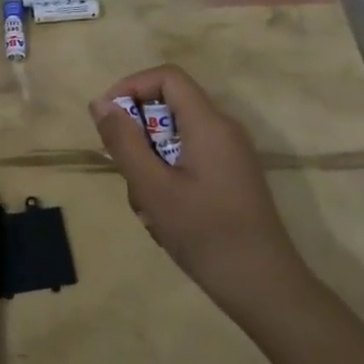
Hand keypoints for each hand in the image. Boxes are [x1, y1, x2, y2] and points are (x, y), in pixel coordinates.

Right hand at [90, 65, 307, 301]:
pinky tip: (164, 217)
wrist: (263, 286)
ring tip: (147, 206)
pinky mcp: (230, 178)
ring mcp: (229, 155)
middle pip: (168, 107)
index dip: (131, 87)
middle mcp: (223, 130)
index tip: (107, 120)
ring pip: (174, 138)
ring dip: (149, 164)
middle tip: (125, 173)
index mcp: (208, 124)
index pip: (167, 77)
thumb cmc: (204, 232)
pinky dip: (166, 178)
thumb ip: (123, 141)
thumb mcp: (152, 187)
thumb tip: (100, 104)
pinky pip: (188, 160)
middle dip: (137, 135)